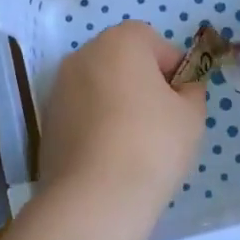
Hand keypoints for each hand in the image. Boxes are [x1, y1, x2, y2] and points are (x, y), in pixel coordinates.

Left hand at [39, 21, 205, 211]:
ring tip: (134, 144)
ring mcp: (58, 89)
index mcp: (120, 42)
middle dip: (142, 83)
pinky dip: (97, 126)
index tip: (180, 101)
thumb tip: (181, 90)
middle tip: (160, 121)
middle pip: (122, 61)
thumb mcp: (192, 115)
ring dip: (117, 104)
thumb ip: (191, 91)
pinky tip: (110, 157)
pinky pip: (82, 114)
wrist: (96, 197)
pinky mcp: (47, 122)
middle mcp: (83, 56)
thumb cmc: (153, 144)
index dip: (173, 69)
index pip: (154, 42)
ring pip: (100, 88)